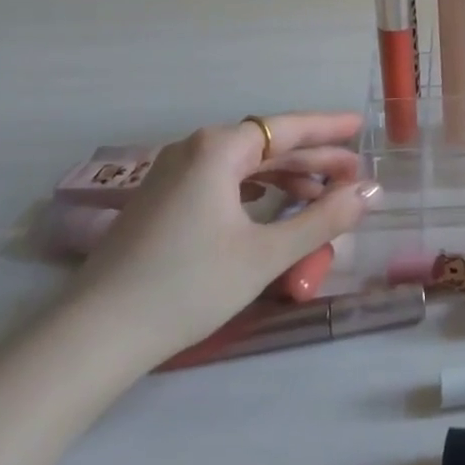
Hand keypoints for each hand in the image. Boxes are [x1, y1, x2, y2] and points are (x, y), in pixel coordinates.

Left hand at [65, 113, 379, 365]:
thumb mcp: (265, 254)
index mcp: (219, 148)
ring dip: (285, 178)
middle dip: (313, 160)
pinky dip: (254, 191)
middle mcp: (194, 150)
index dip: (329, 127)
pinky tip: (268, 207)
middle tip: (353, 176)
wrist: (92, 338)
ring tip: (320, 196)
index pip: (288, 127)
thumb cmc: (187, 286)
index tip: (361, 126)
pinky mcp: (160, 202)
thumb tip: (371, 192)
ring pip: (244, 166)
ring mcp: (172, 175)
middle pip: (268, 146)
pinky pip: (221, 182)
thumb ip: (324, 218)